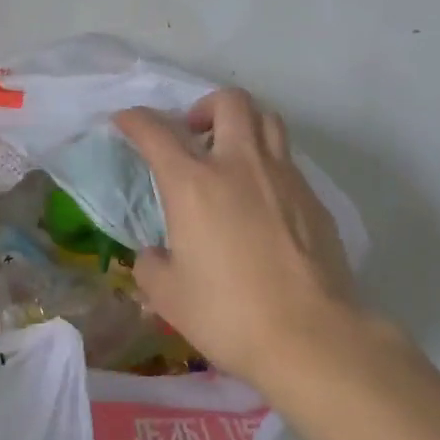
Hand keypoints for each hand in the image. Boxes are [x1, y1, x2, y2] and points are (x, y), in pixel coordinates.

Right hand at [115, 90, 372, 390]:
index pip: (156, 131)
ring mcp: (284, 178)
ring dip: (243, 125)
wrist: (311, 337)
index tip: (125, 120)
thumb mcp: (168, 296)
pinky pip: (288, 161)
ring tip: (230, 155)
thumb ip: (151, 265)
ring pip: (267, 120)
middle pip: (229, 101)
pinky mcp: (314, 200)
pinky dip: (268, 165)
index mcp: (193, 184)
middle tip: (193, 134)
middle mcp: (239, 165)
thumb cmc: (228, 314)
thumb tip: (155, 254)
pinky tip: (262, 202)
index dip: (135, 120)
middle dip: (204, 106)